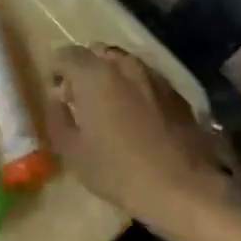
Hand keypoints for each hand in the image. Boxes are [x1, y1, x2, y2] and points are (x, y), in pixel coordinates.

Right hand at [45, 45, 234, 236]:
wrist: (184, 186)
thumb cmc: (119, 171)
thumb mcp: (74, 153)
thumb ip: (58, 119)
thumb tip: (57, 100)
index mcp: (94, 74)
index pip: (66, 54)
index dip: (57, 69)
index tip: (56, 90)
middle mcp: (124, 64)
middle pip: (97, 53)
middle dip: (85, 69)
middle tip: (81, 98)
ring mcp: (153, 74)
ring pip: (124, 64)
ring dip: (112, 77)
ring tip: (110, 107)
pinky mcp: (175, 91)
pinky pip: (146, 79)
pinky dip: (135, 89)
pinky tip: (138, 117)